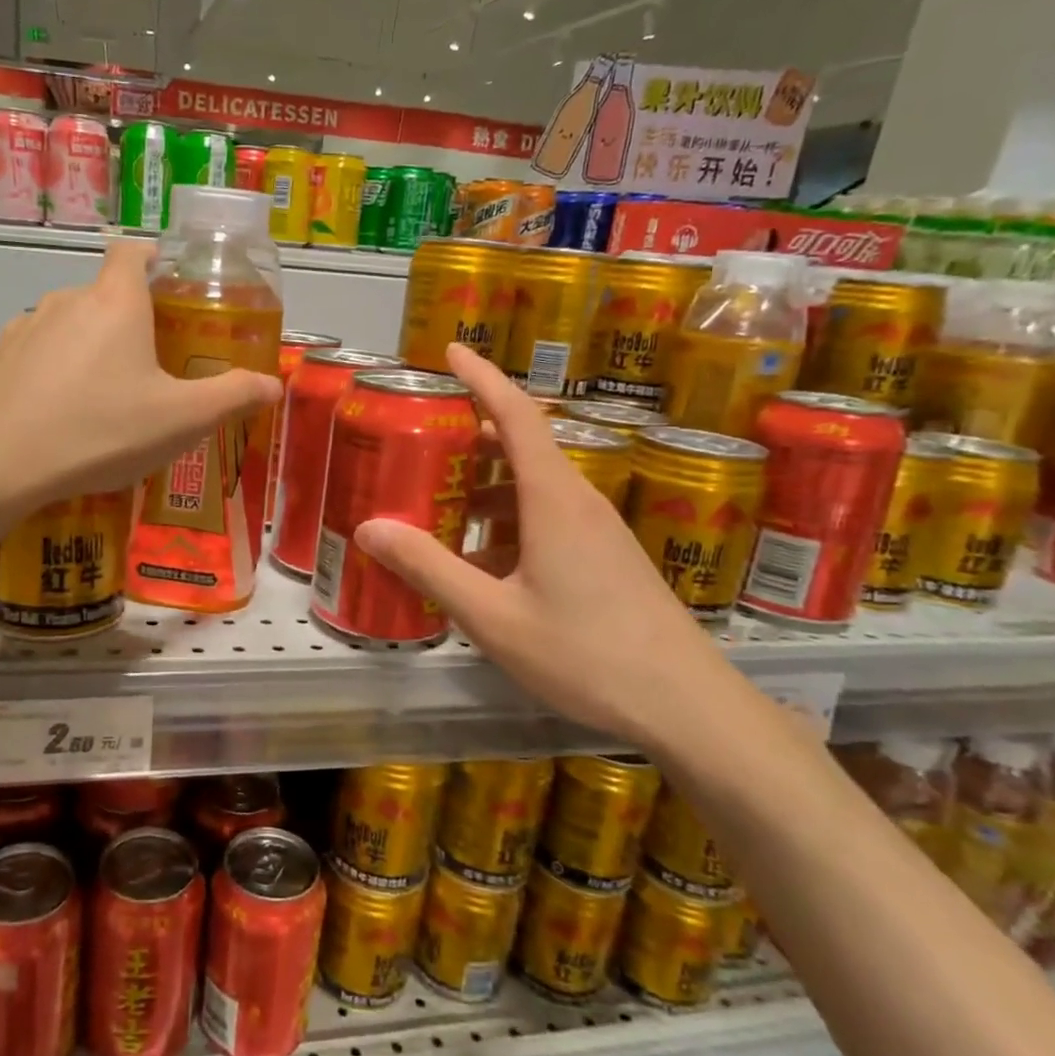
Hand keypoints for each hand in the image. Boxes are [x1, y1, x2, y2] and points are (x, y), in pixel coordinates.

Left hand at [0, 241, 282, 510]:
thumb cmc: (101, 431)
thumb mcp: (181, 420)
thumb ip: (231, 397)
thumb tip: (273, 384)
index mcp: (116, 302)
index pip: (134, 252)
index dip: (154, 260)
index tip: (169, 286)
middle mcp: (66, 300)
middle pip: (104, 295)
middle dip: (128, 320)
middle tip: (150, 364)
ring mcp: (21, 328)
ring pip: (66, 326)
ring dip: (87, 348)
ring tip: (102, 396)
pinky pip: (33, 356)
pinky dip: (50, 374)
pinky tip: (55, 414)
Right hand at [353, 344, 750, 754]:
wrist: (684, 705)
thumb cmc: (584, 654)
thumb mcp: (491, 616)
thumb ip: (429, 568)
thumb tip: (370, 528)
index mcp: (553, 499)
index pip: (514, 415)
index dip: (482, 377)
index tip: (452, 350)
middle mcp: (578, 501)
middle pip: (521, 448)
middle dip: (470, 440)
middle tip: (422, 444)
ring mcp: (597, 531)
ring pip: (532, 491)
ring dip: (486, 492)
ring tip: (438, 513)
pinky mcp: (606, 558)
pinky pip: (548, 521)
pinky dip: (508, 527)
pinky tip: (481, 567)